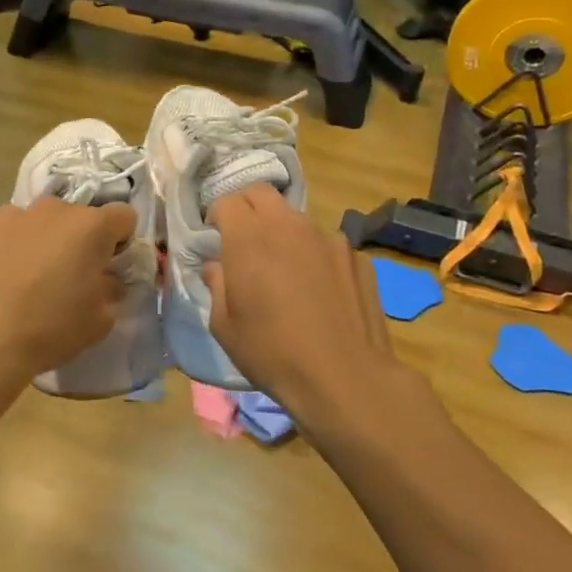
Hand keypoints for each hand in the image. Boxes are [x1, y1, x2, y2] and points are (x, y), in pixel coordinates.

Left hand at [0, 197, 138, 405]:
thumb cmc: (48, 331)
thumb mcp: (99, 322)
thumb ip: (110, 290)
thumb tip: (106, 280)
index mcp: (89, 226)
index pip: (123, 216)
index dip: (120, 240)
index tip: (109, 264)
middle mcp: (50, 209)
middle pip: (74, 217)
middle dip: (75, 240)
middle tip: (64, 276)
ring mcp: (7, 213)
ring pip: (33, 222)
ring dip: (36, 241)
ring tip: (22, 280)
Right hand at [203, 188, 415, 427]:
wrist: (344, 377)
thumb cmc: (272, 353)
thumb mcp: (224, 326)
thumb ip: (216, 286)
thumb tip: (216, 267)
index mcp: (249, 238)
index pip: (227, 201)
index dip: (217, 215)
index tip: (214, 237)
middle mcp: (289, 227)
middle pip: (263, 194)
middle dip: (247, 209)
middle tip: (244, 240)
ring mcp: (329, 238)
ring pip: (297, 220)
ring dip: (284, 234)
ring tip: (285, 272)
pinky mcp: (357, 257)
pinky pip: (327, 246)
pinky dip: (315, 257)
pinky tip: (320, 292)